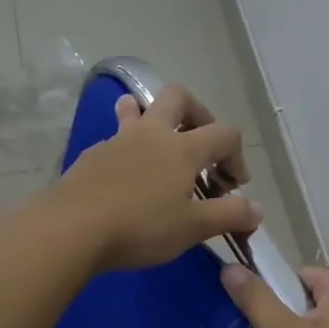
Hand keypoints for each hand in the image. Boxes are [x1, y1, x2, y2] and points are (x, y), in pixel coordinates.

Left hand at [48, 85, 261, 271]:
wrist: (71, 229)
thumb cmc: (140, 227)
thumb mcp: (192, 228)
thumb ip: (229, 215)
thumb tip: (257, 209)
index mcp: (182, 148)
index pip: (225, 134)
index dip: (237, 156)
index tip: (233, 187)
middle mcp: (151, 134)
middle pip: (179, 98)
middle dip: (198, 114)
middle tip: (201, 144)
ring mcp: (117, 141)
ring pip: (138, 110)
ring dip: (153, 119)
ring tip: (158, 142)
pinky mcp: (92, 156)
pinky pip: (116, 139)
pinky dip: (128, 148)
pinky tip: (126, 176)